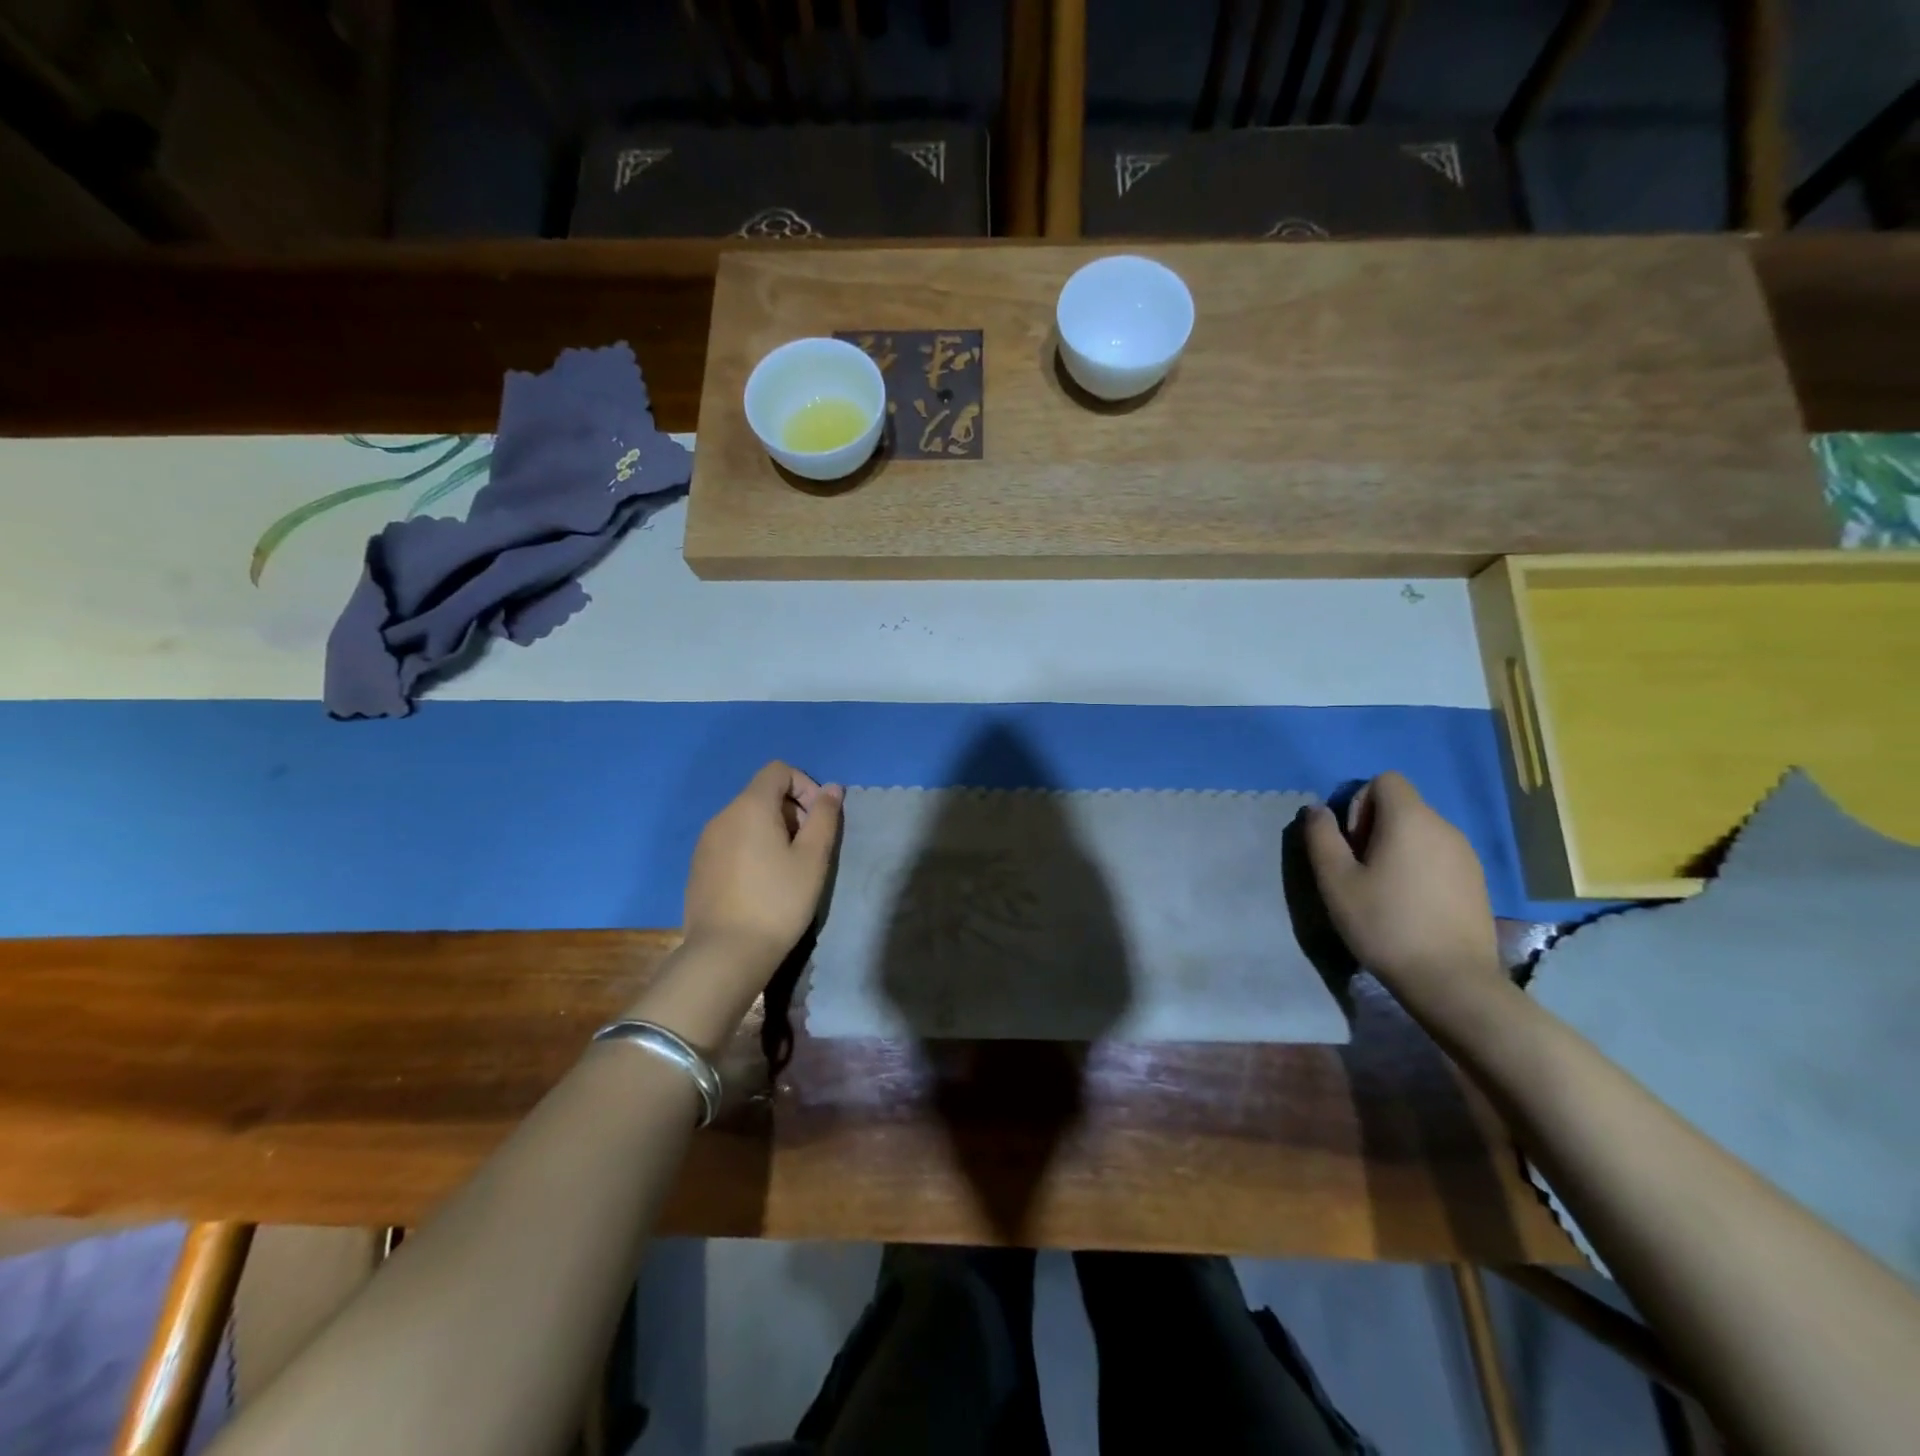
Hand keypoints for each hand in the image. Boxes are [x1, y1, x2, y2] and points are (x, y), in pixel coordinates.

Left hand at [684, 762, 842, 968]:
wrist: (726, 953)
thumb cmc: (778, 901)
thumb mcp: (813, 858)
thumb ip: (824, 817)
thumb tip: (831, 788)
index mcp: (750, 806)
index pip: (778, 771)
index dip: (805, 786)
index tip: (818, 820)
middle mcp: (722, 816)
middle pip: (762, 794)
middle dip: (792, 811)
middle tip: (807, 849)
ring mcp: (705, 842)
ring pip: (746, 819)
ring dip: (772, 831)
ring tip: (786, 869)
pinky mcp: (698, 866)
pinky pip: (731, 841)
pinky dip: (751, 848)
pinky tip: (761, 884)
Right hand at [1300, 772, 1504, 1010]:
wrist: (1452, 981)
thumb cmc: (1385, 924)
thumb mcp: (1336, 881)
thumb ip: (1321, 837)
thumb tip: (1317, 810)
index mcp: (1411, 819)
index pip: (1384, 780)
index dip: (1359, 804)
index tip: (1353, 844)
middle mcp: (1445, 827)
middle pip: (1402, 805)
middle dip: (1374, 828)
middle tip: (1361, 871)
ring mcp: (1467, 855)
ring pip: (1421, 832)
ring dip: (1397, 849)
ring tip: (1384, 891)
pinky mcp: (1477, 882)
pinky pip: (1439, 856)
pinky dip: (1420, 867)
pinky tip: (1411, 906)